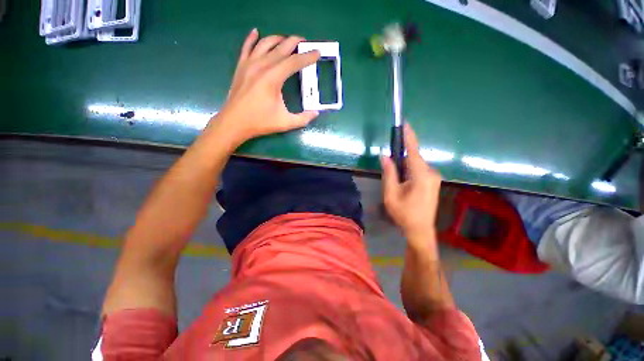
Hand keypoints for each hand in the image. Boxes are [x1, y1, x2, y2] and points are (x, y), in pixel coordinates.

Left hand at [210, 29, 320, 144]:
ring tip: (287, 40)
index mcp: (273, 78)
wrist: (234, 122)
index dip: (307, 57)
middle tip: (305, 42)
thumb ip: (303, 118)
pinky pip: (246, 46)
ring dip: (278, 39)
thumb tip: (315, 113)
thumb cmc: (260, 122)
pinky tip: (256, 32)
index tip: (317, 52)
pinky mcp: (240, 66)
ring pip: (265, 43)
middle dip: (295, 42)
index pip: (294, 62)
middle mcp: (261, 66)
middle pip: (281, 48)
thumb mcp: (285, 123)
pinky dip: (252, 38)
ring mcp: (249, 64)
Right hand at [381, 123, 441, 247]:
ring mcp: (434, 177)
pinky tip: (403, 177)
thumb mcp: (391, 194)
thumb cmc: (404, 213)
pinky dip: (410, 168)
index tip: (405, 124)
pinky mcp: (433, 181)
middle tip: (390, 156)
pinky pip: (420, 169)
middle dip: (402, 153)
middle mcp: (431, 173)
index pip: (413, 151)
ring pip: (416, 163)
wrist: (421, 229)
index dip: (409, 137)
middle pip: (414, 157)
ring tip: (395, 173)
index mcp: (421, 176)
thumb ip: (389, 173)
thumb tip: (385, 155)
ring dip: (405, 163)